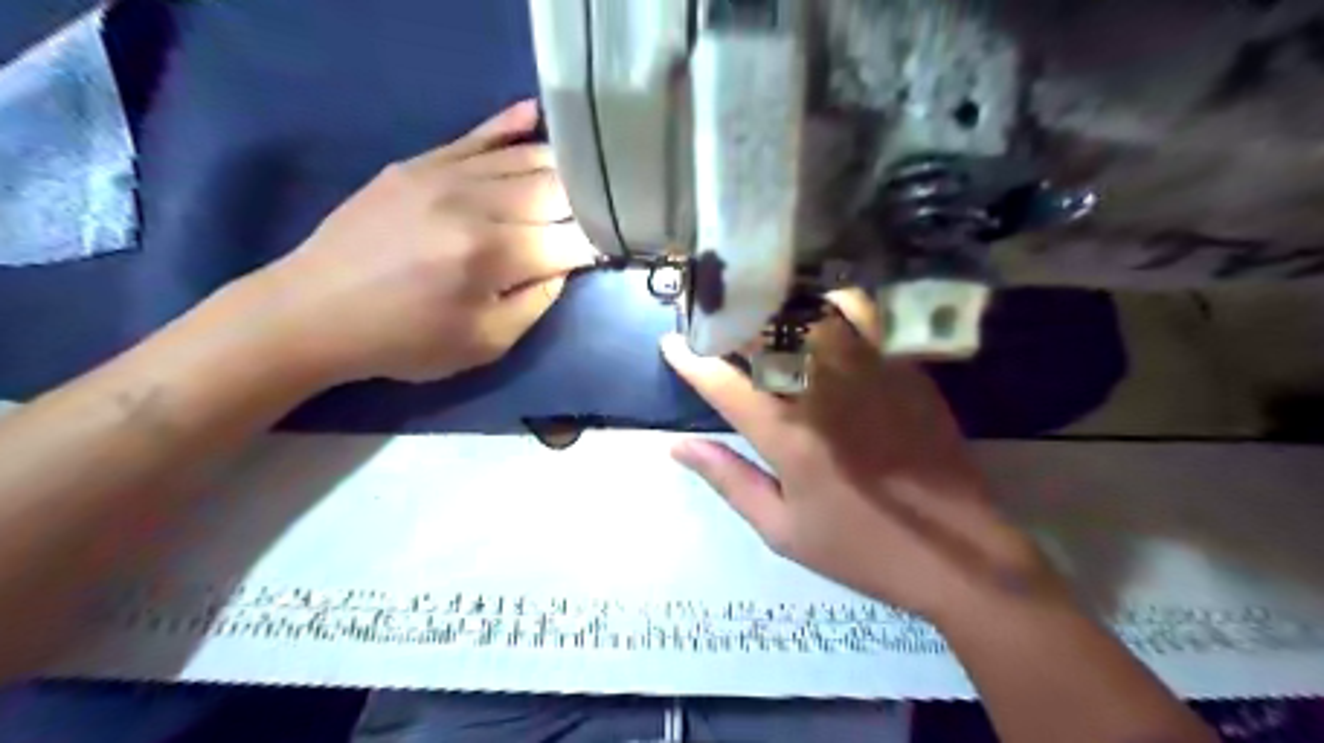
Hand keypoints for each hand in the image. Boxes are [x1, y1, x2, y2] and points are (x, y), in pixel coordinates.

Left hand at [250, 99, 601, 384]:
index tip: (614, 250)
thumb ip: (536, 302)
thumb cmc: (405, 340)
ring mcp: (444, 174)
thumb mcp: (485, 344)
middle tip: (605, 215)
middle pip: (556, 191)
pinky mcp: (419, 163)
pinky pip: (476, 135)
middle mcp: (476, 204)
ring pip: (525, 159)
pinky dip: (511, 125)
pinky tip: (539, 115)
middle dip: (589, 204)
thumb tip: (565, 263)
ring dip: (563, 169)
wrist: (313, 310)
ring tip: (588, 177)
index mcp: (492, 256)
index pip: (572, 239)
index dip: (600, 244)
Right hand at [662, 293, 1060, 618]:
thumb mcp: (782, 529)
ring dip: (777, 306)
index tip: (672, 342)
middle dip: (729, 320)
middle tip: (712, 316)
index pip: (723, 381)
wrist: (956, 552)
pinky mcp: (903, 367)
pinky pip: (863, 318)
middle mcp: (823, 390)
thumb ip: (728, 480)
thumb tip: (677, 447)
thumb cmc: (859, 547)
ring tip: (758, 303)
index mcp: (787, 435)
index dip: (690, 358)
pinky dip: (833, 304)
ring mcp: (868, 372)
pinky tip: (819, 306)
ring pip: (811, 316)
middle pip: (765, 334)